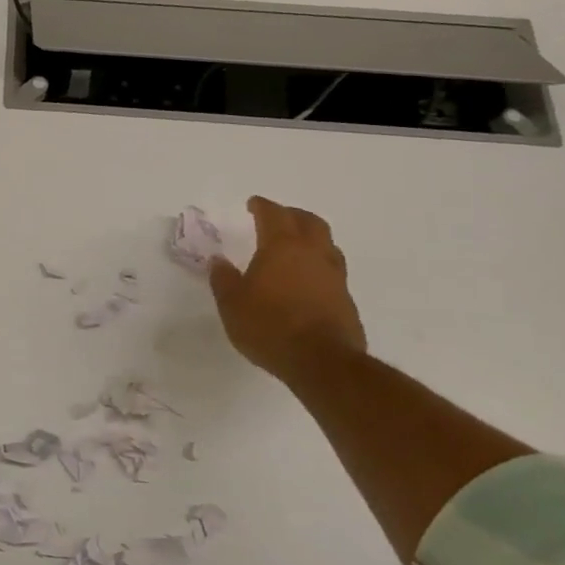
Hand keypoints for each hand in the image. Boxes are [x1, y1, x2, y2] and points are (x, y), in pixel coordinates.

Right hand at [208, 196, 365, 380]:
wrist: (322, 361)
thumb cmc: (269, 326)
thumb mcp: (232, 304)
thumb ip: (223, 279)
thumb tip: (218, 260)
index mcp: (282, 247)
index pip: (273, 215)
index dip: (262, 206)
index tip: (253, 203)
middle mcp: (312, 253)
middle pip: (309, 221)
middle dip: (292, 215)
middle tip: (278, 217)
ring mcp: (334, 275)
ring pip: (326, 243)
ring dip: (311, 237)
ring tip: (297, 245)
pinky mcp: (346, 298)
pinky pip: (332, 269)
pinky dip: (318, 264)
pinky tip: (307, 279)